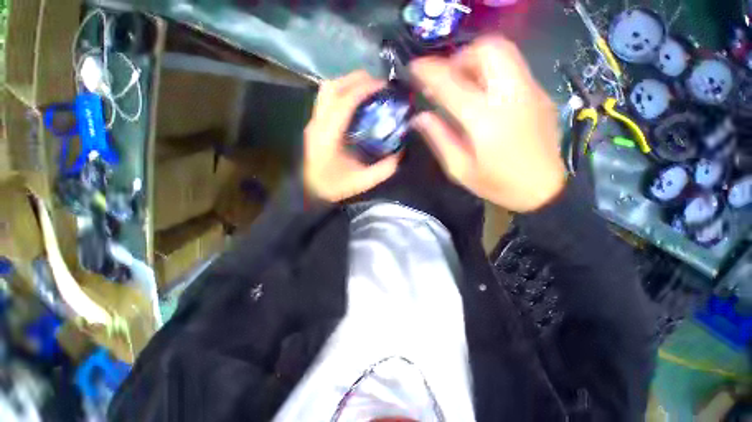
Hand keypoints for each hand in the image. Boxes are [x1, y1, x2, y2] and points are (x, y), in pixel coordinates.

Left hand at [303, 71, 400, 202]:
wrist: (310, 191)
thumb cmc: (334, 186)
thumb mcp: (362, 181)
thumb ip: (383, 169)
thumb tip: (400, 153)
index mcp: (328, 137)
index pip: (344, 102)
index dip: (364, 89)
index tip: (384, 85)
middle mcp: (318, 124)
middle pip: (331, 87)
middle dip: (355, 79)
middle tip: (377, 83)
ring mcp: (313, 122)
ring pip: (326, 90)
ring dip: (347, 83)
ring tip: (367, 88)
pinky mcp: (314, 124)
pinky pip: (326, 99)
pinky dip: (342, 93)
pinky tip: (355, 101)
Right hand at [410, 36, 565, 212]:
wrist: (544, 189)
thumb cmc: (498, 184)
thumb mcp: (459, 169)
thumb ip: (439, 139)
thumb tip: (420, 117)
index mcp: (485, 119)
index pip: (451, 83)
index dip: (429, 72)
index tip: (414, 68)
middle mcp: (510, 95)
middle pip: (487, 49)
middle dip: (459, 58)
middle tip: (446, 79)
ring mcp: (529, 91)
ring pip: (503, 52)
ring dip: (476, 61)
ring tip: (462, 84)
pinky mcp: (539, 93)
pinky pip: (512, 68)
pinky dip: (491, 71)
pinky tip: (483, 95)